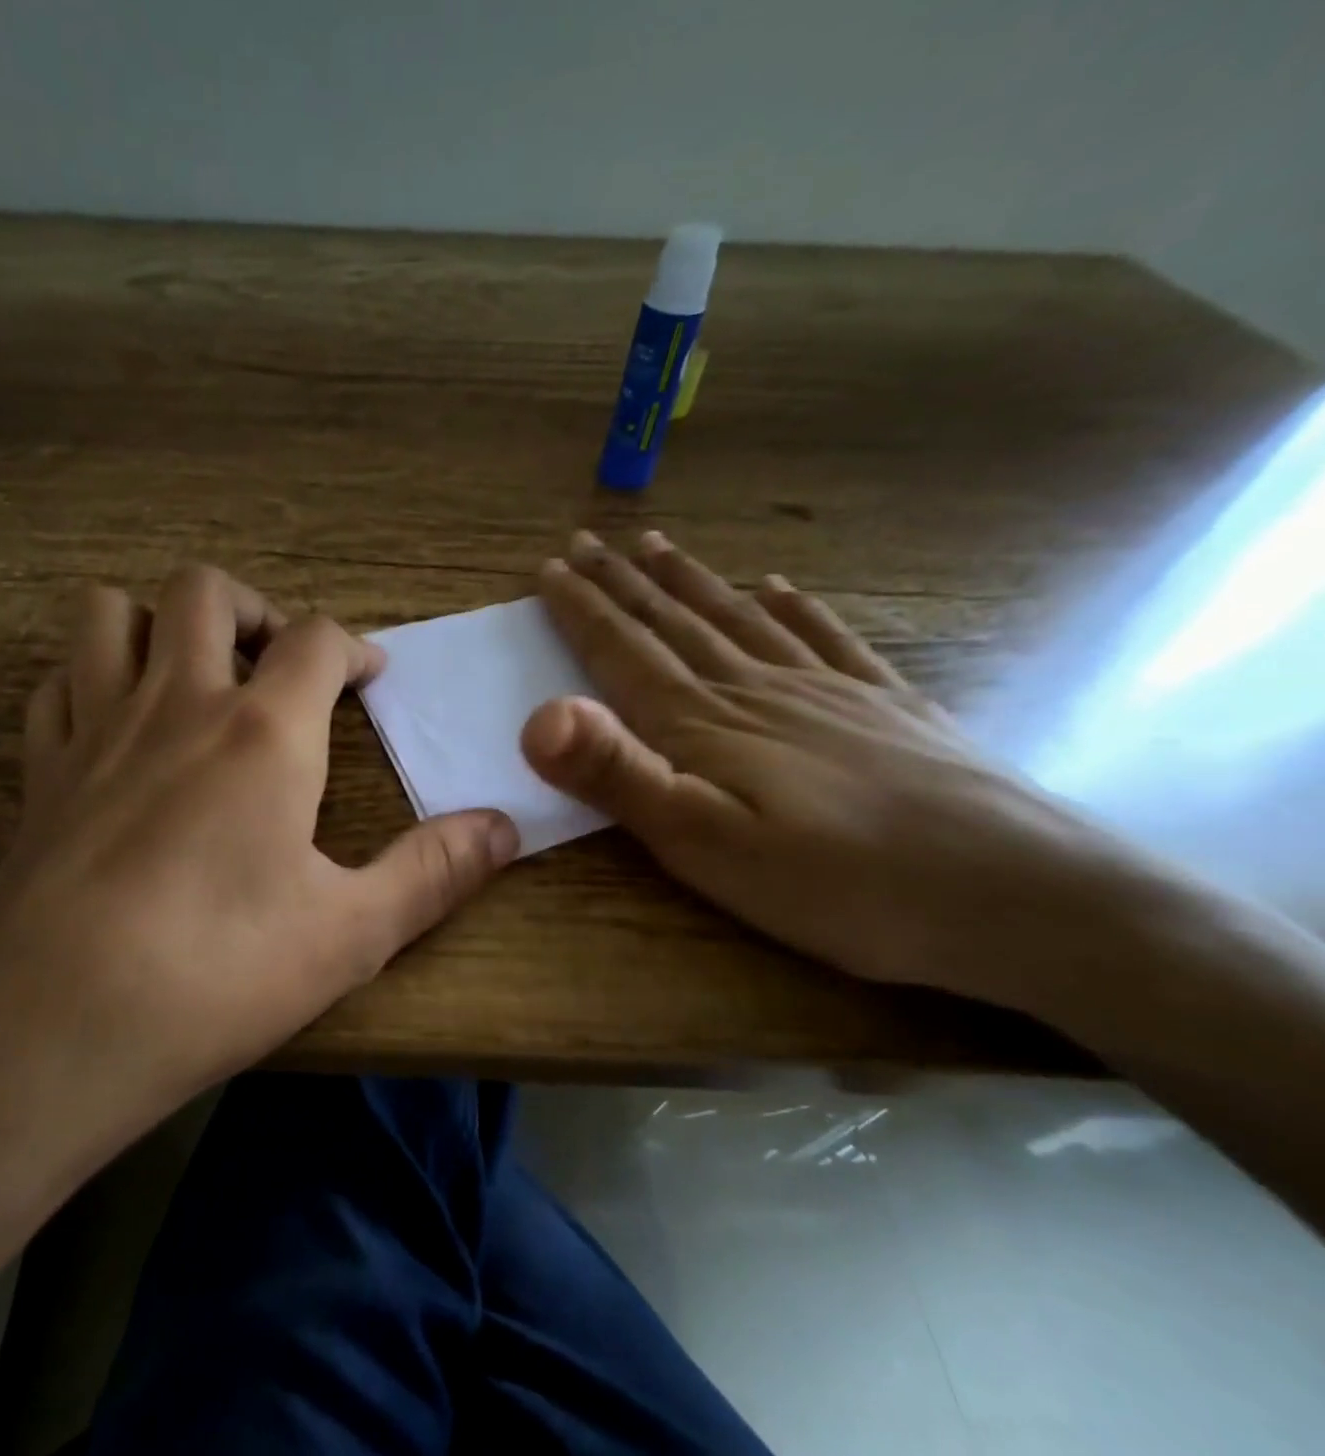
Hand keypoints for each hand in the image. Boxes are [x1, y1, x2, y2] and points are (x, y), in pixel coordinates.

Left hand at [0, 566, 517, 1238]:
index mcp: (261, 733)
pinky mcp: (39, 771)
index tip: (368, 676)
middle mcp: (175, 705)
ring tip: (191, 675)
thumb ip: (434, 872)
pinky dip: (90, 682)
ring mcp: (95, 730)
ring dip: (157, 624)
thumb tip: (506, 828)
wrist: (50, 1031)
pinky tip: (115, 728)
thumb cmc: (216, 976)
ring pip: (111, 614)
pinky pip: (57, 685)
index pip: (315, 638)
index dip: (352, 646)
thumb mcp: (350, 934)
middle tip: (277, 662)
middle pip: (203, 590)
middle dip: (252, 607)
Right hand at [522, 530, 1163, 1013]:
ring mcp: (825, 690)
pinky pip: (825, 638)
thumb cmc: (836, 882)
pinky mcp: (883, 706)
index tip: (549, 569)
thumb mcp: (702, 843)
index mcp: (703, 721)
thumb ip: (617, 775)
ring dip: (690, 581)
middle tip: (587, 542)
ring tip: (656, 548)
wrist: (1015, 895)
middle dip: (621, 582)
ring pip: (738, 618)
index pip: (623, 650)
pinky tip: (781, 586)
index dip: (581, 609)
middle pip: (674, 622)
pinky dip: (795, 606)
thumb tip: (538, 715)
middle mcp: (755, 687)